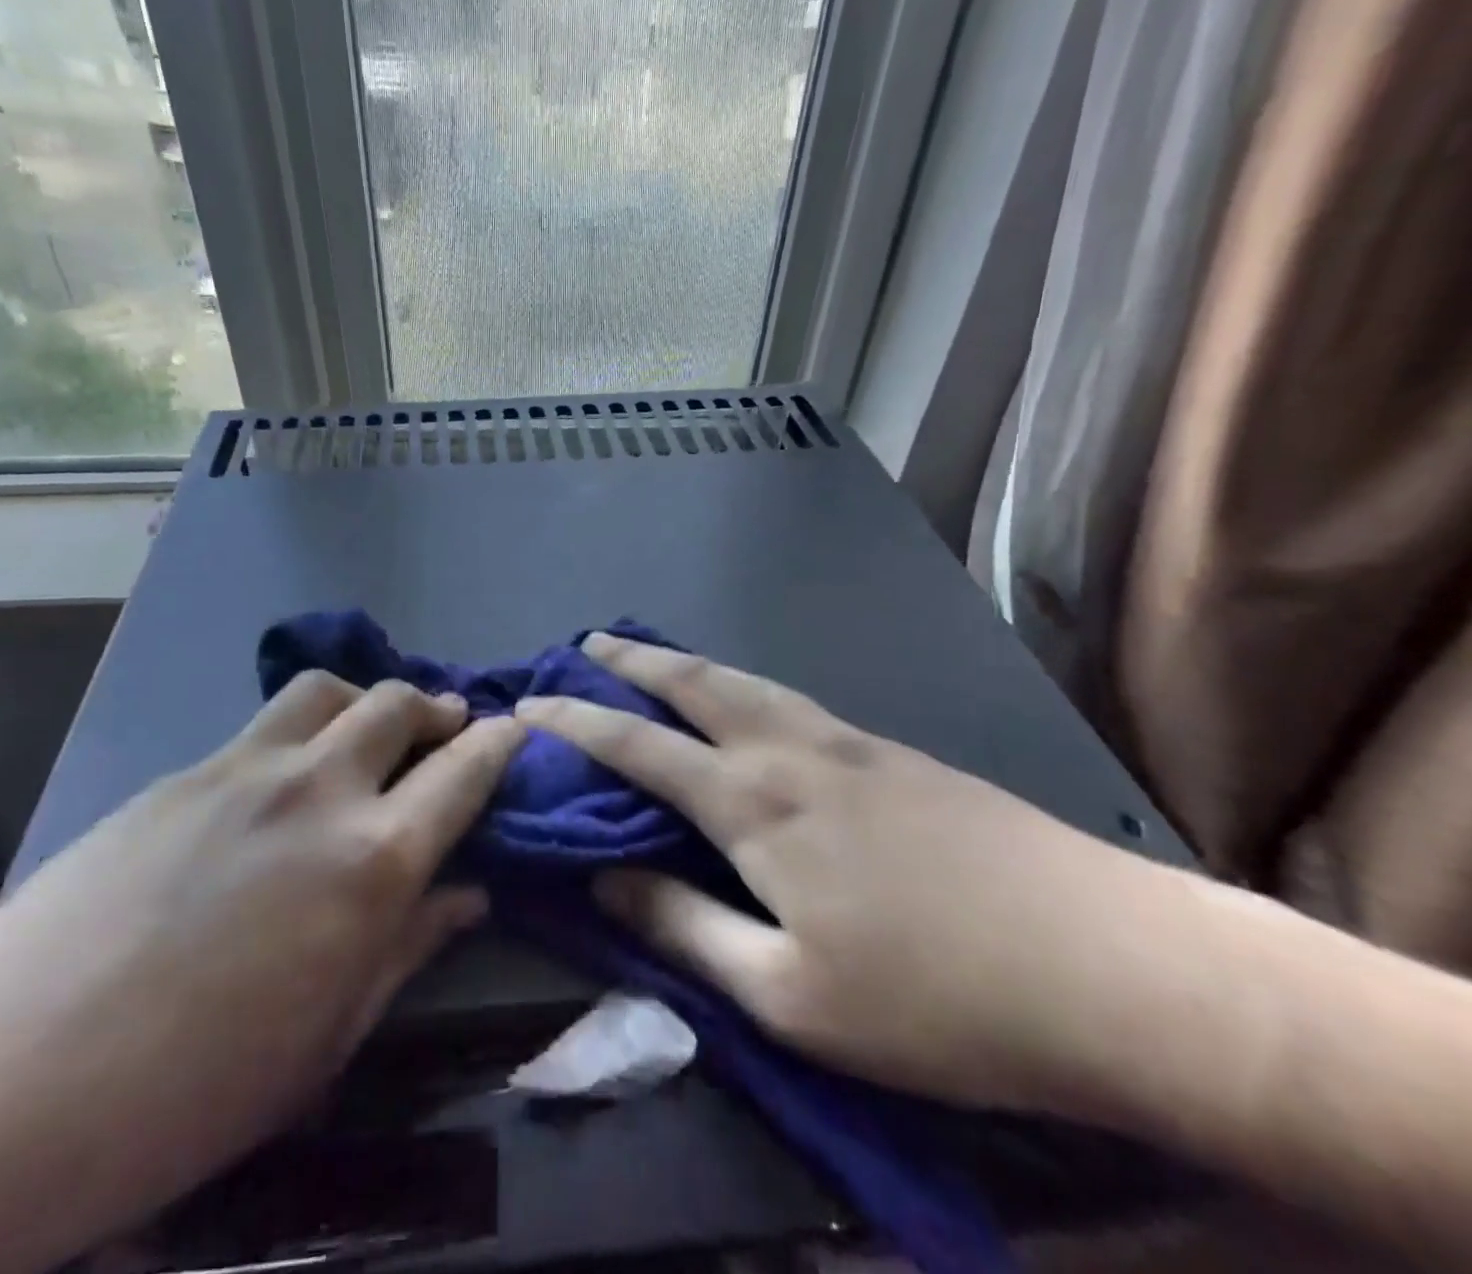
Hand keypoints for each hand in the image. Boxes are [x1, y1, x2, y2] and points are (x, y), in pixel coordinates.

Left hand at [0, 672, 525, 1268]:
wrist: (1, 1087)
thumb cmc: (193, 1094)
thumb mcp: (330, 1037)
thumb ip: (411, 944)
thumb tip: (470, 891)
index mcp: (372, 861)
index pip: (465, 771)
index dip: (500, 743)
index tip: (517, 730)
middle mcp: (319, 789)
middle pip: (400, 705)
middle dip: (438, 710)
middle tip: (447, 730)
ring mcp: (245, 767)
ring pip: (330, 691)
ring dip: (367, 700)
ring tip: (369, 733)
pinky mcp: (185, 770)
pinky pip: (265, 725)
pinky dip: (303, 731)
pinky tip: (283, 780)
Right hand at [516, 634, 1179, 1115]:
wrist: (1115, 967)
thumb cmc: (938, 1001)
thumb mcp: (790, 995)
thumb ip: (687, 927)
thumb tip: (607, 879)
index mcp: (755, 805)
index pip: (639, 748)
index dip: (577, 724)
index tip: (529, 708)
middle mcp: (790, 751)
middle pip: (693, 685)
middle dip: (632, 662)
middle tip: (588, 642)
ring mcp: (848, 742)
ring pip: (745, 681)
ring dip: (687, 662)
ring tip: (653, 655)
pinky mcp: (894, 750)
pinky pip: (789, 699)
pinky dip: (741, 684)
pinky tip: (747, 700)